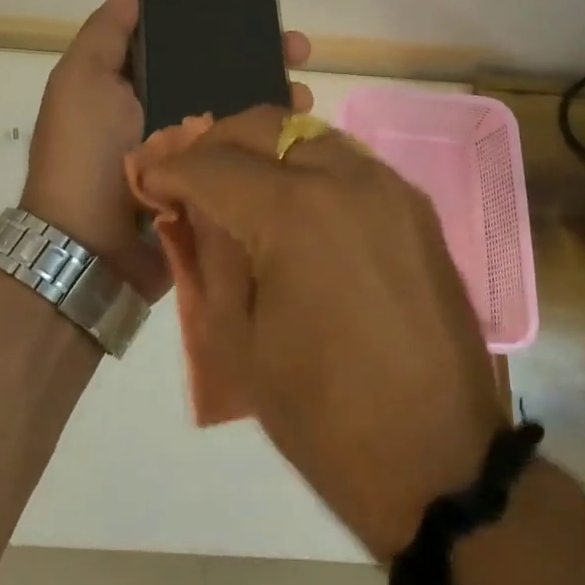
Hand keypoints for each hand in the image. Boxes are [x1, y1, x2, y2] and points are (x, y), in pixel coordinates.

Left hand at [21, 0, 312, 300]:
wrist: (91, 249)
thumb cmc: (84, 155)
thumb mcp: (82, 83)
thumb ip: (106, 35)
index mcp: (135, 85)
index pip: (184, 43)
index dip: (218, 23)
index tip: (254, 10)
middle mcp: (166, 113)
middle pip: (222, 75)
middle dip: (261, 57)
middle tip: (299, 50)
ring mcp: (192, 153)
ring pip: (242, 113)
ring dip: (275, 98)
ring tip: (305, 93)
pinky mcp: (213, 186)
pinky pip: (246, 156)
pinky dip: (272, 141)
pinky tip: (299, 131)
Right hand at [137, 106, 506, 558]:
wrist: (436, 458)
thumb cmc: (322, 413)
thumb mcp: (236, 338)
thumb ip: (209, 255)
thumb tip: (194, 209)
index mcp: (295, 213)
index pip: (213, 164)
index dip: (170, 169)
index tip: (148, 182)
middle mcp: (347, 178)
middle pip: (265, 126)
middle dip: (216, 142)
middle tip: (190, 174)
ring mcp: (390, 187)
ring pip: (310, 134)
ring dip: (265, 148)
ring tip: (238, 184)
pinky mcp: (416, 208)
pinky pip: (348, 162)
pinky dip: (308, 166)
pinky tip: (292, 204)